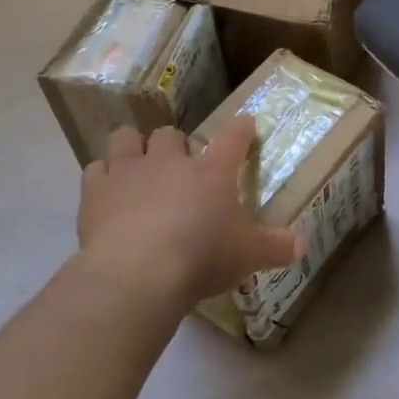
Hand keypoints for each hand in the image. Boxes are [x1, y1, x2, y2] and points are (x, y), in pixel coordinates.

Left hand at [78, 119, 300, 315]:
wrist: (138, 272)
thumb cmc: (201, 257)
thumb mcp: (248, 256)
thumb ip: (276, 247)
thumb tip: (302, 244)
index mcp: (212, 172)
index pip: (233, 139)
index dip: (241, 130)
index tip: (245, 126)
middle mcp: (170, 161)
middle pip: (172, 134)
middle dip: (176, 146)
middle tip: (180, 168)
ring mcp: (130, 170)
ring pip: (128, 138)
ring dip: (134, 147)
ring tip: (138, 167)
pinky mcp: (96, 190)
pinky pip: (96, 168)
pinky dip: (103, 176)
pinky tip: (107, 193)